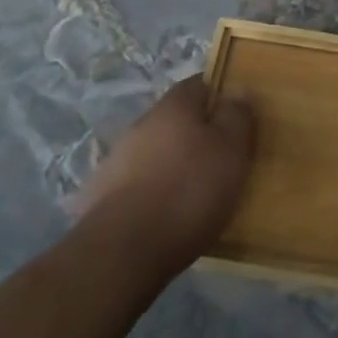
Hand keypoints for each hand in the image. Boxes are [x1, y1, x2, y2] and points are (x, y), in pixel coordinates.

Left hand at [73, 75, 254, 276]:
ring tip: (194, 194)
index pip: (200, 84)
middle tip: (221, 158)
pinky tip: (164, 217)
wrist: (122, 253)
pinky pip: (136, 186)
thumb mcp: (231, 150)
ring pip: (155, 153)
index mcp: (174, 105)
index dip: (220, 96)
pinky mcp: (100, 199)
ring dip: (172, 165)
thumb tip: (237, 91)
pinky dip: (151, 194)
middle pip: (176, 120)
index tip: (237, 116)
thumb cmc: (188, 191)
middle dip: (196, 134)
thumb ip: (237, 116)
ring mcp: (116, 161)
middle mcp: (142, 124)